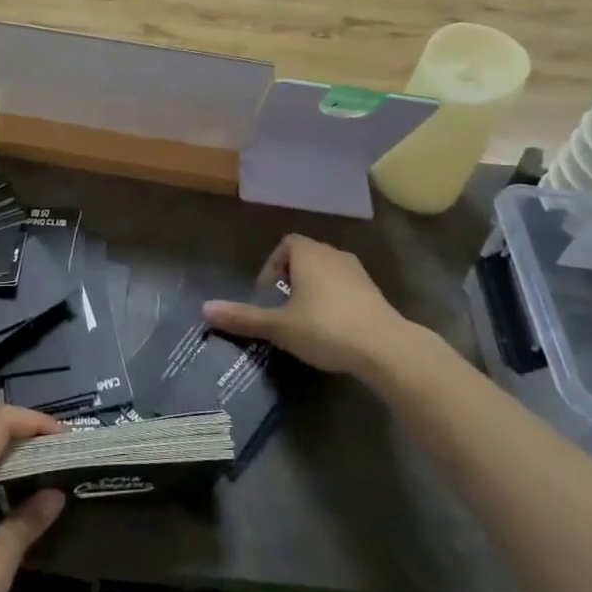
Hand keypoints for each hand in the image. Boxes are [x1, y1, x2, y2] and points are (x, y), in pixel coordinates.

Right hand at [203, 234, 420, 377]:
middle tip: (282, 308)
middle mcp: (333, 254)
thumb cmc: (326, 327)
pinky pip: (346, 289)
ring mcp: (358, 273)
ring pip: (327, 273)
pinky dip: (334, 301)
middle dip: (291, 278)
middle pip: (306, 256)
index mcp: (309, 253)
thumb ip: (243, 317)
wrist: (386, 348)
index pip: (285, 244)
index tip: (268, 294)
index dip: (272, 265)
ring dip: (314, 290)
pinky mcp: (375, 293)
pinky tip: (332, 329)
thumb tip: (205, 309)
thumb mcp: (279, 326)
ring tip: (305, 320)